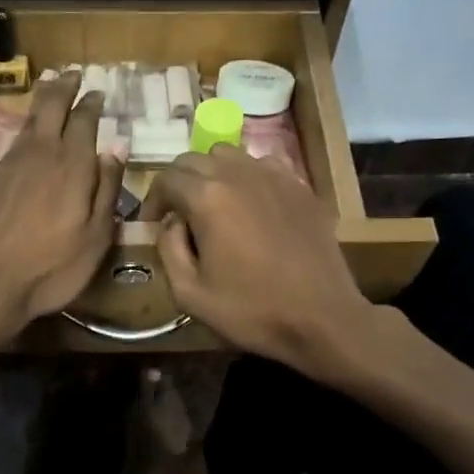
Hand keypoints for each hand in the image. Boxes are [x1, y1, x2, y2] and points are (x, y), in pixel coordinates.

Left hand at [0, 72, 122, 331]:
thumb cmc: (51, 268)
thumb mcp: (96, 237)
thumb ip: (107, 189)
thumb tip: (117, 148)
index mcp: (72, 166)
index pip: (84, 121)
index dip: (92, 104)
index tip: (97, 92)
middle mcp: (39, 154)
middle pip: (51, 107)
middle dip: (63, 87)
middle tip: (71, 74)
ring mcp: (7, 165)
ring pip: (27, 123)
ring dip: (41, 104)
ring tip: (48, 91)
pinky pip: (10, 149)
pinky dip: (22, 137)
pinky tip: (24, 145)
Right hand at [143, 145, 373, 374]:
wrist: (321, 318)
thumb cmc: (250, 311)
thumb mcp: (189, 293)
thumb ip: (168, 248)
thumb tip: (171, 222)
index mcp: (207, 197)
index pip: (166, 178)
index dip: (152, 199)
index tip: (151, 223)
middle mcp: (239, 174)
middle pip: (195, 159)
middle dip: (178, 182)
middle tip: (177, 213)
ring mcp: (274, 176)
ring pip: (229, 155)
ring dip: (211, 174)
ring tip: (212, 205)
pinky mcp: (300, 187)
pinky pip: (263, 166)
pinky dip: (247, 177)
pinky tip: (251, 205)